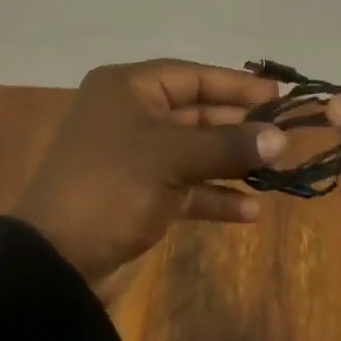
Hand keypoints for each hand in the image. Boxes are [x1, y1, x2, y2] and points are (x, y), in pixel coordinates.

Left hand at [12, 60, 289, 297]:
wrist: (56, 263)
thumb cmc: (113, 187)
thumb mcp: (172, 159)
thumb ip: (228, 145)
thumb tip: (281, 138)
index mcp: (128, 89)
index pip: (192, 77)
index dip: (236, 84)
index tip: (278, 94)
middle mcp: (132, 116)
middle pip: (196, 113)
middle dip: (239, 126)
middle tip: (284, 135)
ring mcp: (136, 158)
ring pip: (195, 151)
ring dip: (232, 162)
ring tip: (276, 171)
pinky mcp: (140, 196)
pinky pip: (186, 187)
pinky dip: (215, 196)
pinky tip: (250, 211)